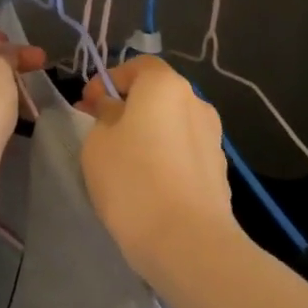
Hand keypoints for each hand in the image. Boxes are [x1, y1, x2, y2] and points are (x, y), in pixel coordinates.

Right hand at [77, 57, 236, 279]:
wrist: (186, 241)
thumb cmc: (132, 180)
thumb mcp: (97, 142)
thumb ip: (104, 115)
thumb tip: (114, 109)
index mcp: (165, 86)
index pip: (137, 66)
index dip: (109, 80)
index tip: (88, 105)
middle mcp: (196, 103)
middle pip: (157, 95)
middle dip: (129, 107)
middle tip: (101, 132)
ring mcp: (213, 138)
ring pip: (172, 125)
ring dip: (149, 134)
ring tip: (124, 162)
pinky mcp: (219, 171)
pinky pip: (184, 153)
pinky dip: (166, 158)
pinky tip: (149, 185)